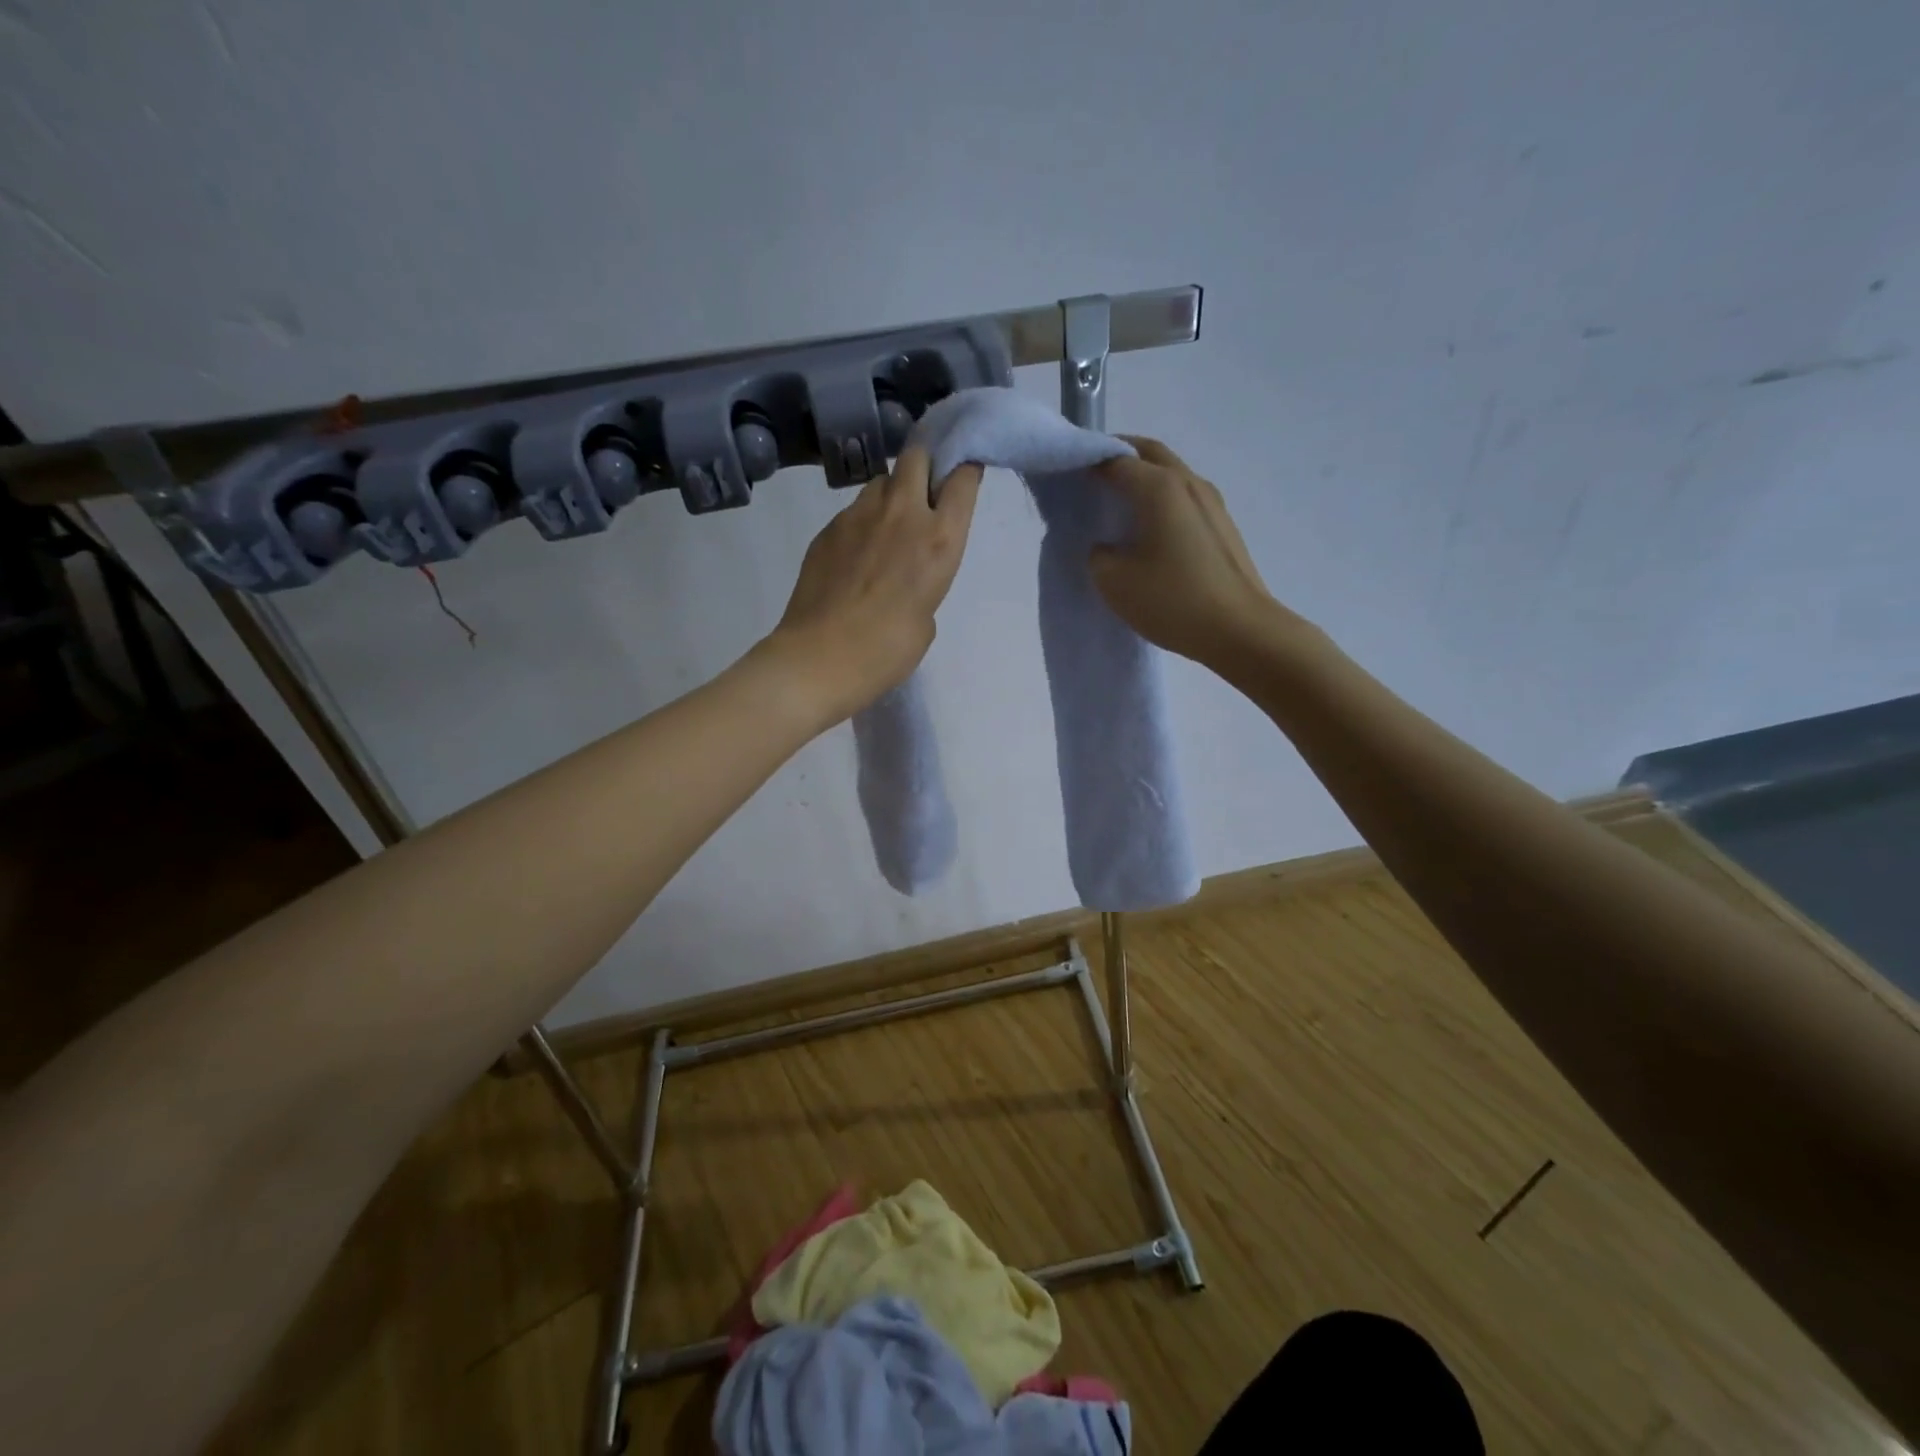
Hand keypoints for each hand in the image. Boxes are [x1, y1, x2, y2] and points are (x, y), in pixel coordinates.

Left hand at [768, 446, 982, 722]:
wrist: (819, 658)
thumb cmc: (886, 651)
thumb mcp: (926, 617)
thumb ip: (926, 580)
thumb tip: (908, 569)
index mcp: (940, 539)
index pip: (962, 477)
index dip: (964, 471)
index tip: (963, 479)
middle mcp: (902, 513)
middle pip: (916, 455)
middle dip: (924, 465)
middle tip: (924, 494)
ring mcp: (858, 515)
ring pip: (881, 480)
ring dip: (891, 494)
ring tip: (886, 529)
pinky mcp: (828, 528)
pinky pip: (854, 510)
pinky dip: (862, 522)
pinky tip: (857, 556)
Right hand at [1090, 437, 1298, 670]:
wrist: (1240, 631)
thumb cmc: (1173, 600)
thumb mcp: (1114, 581)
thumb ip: (1098, 555)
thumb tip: (1106, 546)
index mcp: (1159, 487)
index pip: (1116, 459)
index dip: (1088, 462)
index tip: (1066, 476)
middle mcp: (1189, 483)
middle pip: (1150, 454)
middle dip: (1119, 456)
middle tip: (1091, 474)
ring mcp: (1212, 503)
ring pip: (1171, 474)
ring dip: (1144, 478)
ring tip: (1117, 503)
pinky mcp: (1222, 527)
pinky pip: (1184, 499)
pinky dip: (1161, 500)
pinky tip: (1148, 528)